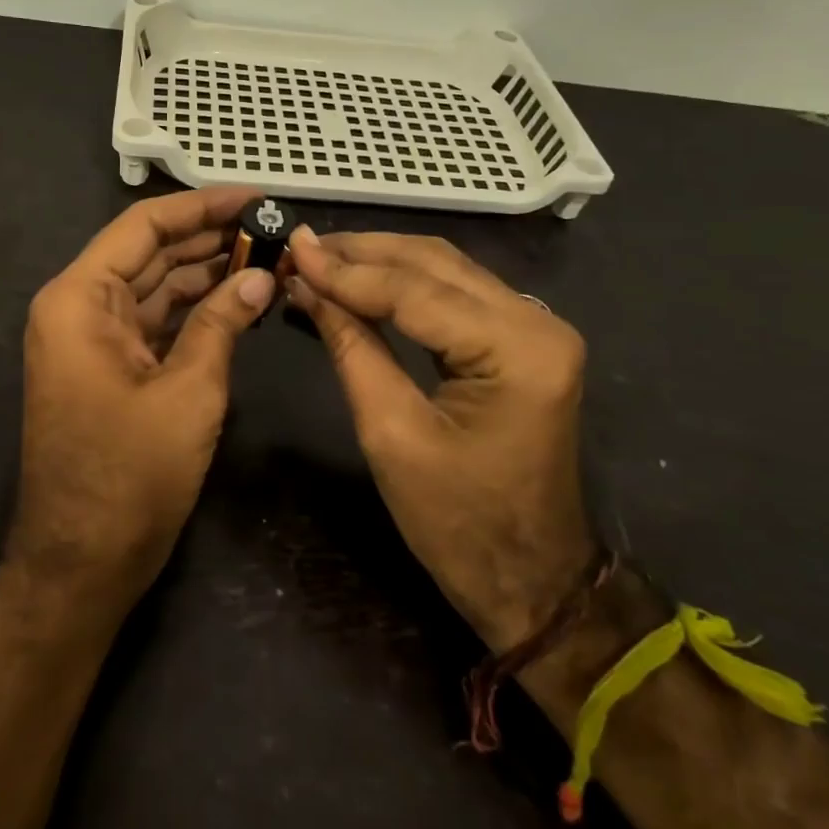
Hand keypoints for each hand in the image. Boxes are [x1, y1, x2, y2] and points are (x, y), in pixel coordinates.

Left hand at [12, 187, 275, 610]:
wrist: (82, 563)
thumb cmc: (130, 475)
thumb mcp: (188, 390)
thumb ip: (223, 322)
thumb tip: (262, 275)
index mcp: (80, 299)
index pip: (142, 227)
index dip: (200, 207)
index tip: (253, 198)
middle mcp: (78, 308)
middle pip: (149, 253)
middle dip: (209, 239)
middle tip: (271, 227)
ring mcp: (92, 339)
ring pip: (155, 288)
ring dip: (205, 274)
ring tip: (266, 257)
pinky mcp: (109, 367)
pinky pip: (154, 322)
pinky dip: (194, 311)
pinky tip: (238, 299)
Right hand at [286, 230, 594, 652]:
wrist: (530, 581)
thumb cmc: (458, 524)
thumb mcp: (391, 434)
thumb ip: (351, 347)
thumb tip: (305, 287)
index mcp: (517, 350)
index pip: (416, 290)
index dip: (346, 270)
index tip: (291, 250)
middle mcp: (537, 322)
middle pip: (434, 263)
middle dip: (361, 252)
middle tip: (300, 248)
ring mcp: (536, 328)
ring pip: (444, 268)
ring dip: (380, 260)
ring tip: (320, 258)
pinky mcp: (522, 339)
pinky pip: (455, 292)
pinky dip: (403, 282)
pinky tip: (361, 279)